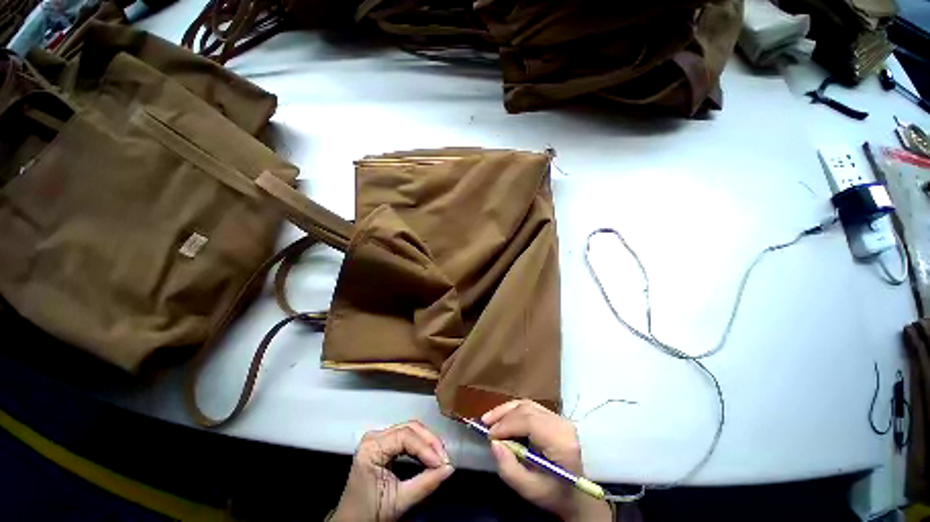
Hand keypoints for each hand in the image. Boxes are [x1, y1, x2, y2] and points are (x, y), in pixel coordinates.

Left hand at [330, 421, 454, 521]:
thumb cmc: (370, 513)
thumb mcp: (398, 502)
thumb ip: (425, 483)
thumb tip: (450, 469)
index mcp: (372, 448)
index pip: (405, 436)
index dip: (425, 447)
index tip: (442, 462)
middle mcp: (375, 436)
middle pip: (409, 428)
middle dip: (430, 442)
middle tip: (445, 458)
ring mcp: (379, 437)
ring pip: (410, 429)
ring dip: (428, 442)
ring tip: (440, 457)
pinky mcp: (384, 442)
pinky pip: (407, 436)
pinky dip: (421, 444)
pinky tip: (431, 454)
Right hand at [483, 400, 611, 521]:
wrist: (577, 495)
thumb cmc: (554, 494)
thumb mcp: (530, 490)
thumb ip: (510, 469)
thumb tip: (494, 443)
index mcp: (561, 441)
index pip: (530, 421)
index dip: (507, 424)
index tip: (489, 434)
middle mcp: (562, 424)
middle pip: (527, 409)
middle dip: (503, 415)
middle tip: (484, 425)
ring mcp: (560, 418)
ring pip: (527, 405)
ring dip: (506, 410)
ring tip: (489, 419)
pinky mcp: (554, 417)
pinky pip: (530, 407)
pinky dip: (514, 411)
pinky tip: (502, 418)